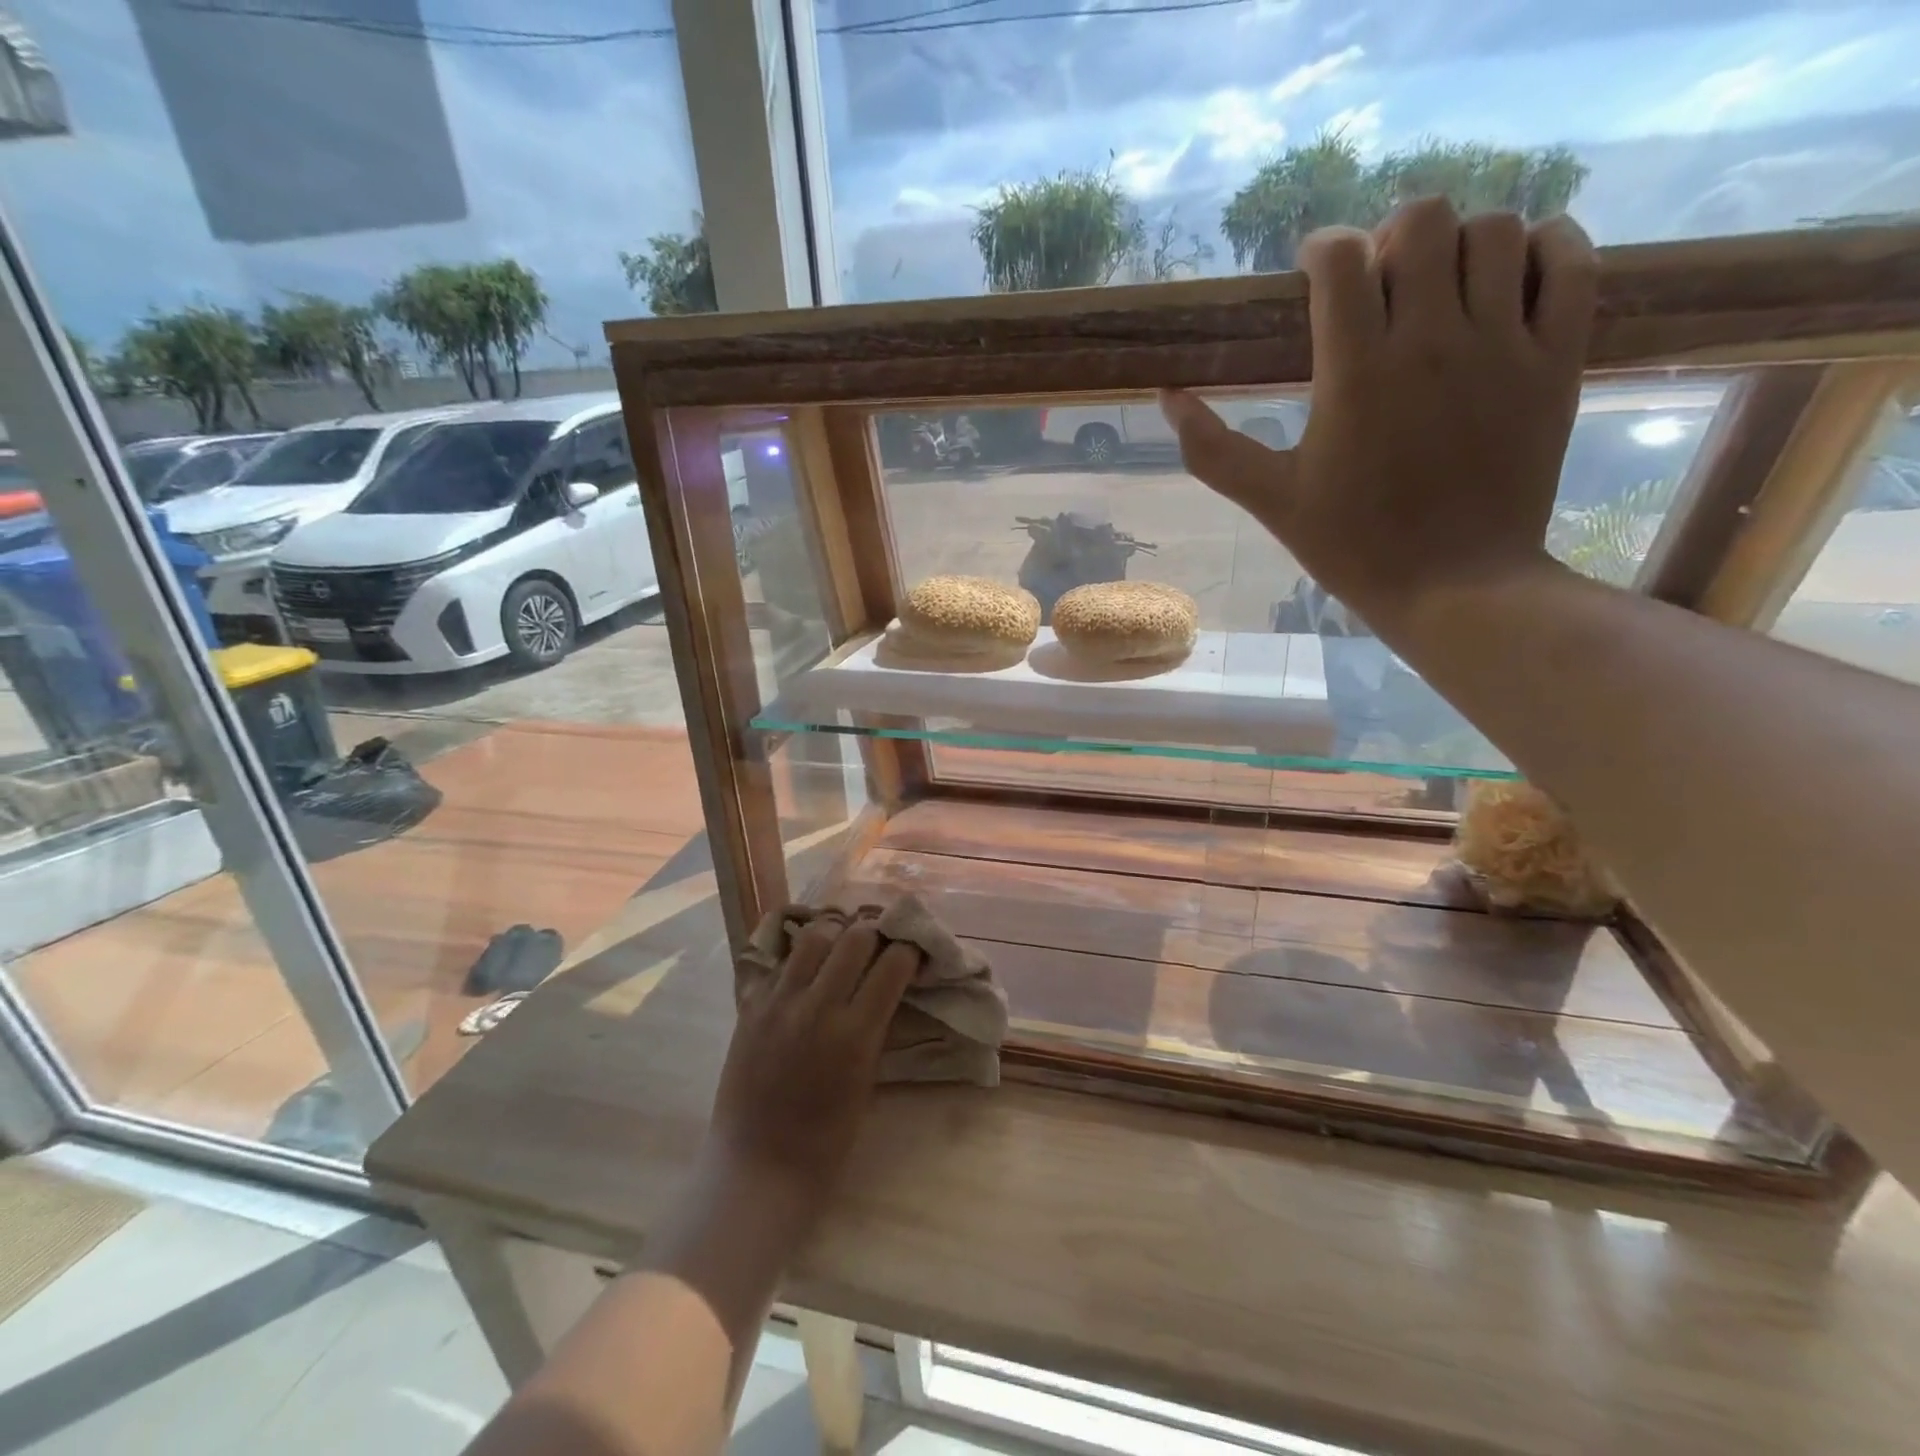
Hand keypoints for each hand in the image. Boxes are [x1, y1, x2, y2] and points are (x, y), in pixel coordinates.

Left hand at [705, 909, 921, 1220]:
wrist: (758, 1165)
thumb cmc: (826, 1138)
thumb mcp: (867, 1078)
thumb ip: (875, 1025)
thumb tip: (887, 984)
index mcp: (855, 1034)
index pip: (892, 964)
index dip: (909, 949)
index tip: (913, 950)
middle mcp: (817, 1007)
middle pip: (855, 937)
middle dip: (875, 931)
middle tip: (880, 940)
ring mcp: (779, 1002)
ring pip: (814, 935)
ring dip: (836, 932)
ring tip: (842, 941)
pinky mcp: (750, 1006)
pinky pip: (779, 961)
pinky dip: (799, 955)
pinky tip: (807, 965)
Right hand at [1161, 197, 1598, 633]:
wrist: (1455, 587)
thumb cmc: (1352, 546)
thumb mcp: (1271, 500)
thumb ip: (1212, 448)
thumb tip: (1166, 398)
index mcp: (1355, 374)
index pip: (1340, 260)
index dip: (1321, 250)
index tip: (1313, 273)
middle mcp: (1433, 340)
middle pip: (1423, 221)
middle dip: (1391, 237)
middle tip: (1379, 283)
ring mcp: (1505, 345)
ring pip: (1497, 230)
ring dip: (1460, 242)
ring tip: (1440, 287)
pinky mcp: (1558, 360)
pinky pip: (1570, 261)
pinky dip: (1546, 248)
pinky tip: (1512, 279)